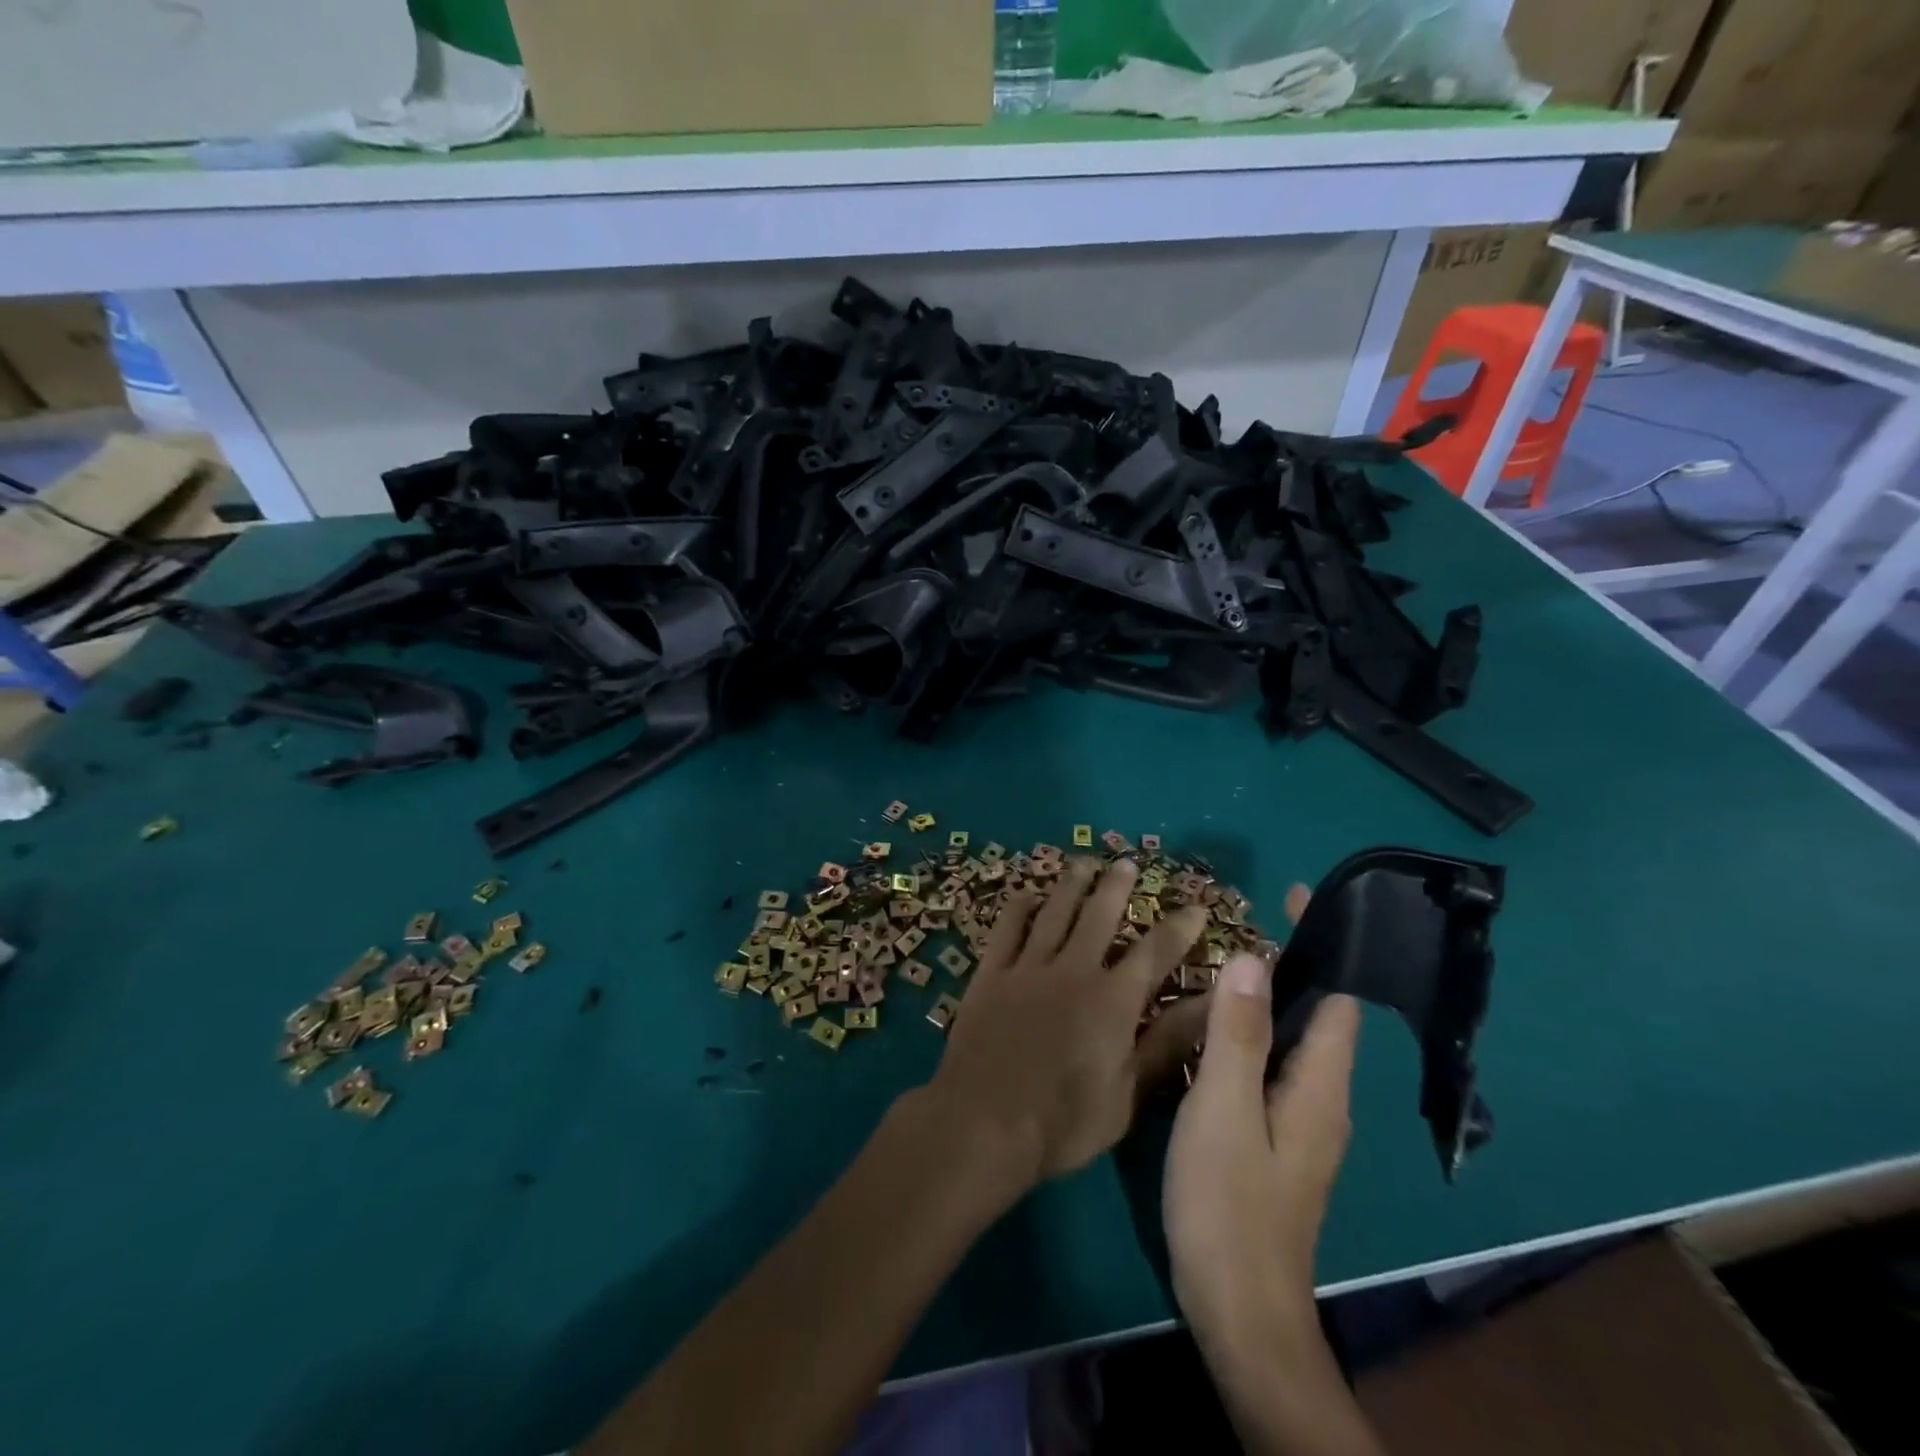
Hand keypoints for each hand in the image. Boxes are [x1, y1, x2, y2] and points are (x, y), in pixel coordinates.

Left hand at [914, 856, 1213, 1199]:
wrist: (983, 1122)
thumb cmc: (1064, 1121)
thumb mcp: (1129, 1094)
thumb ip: (1167, 1044)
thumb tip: (1211, 1004)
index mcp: (1112, 1000)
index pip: (1154, 952)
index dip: (1178, 928)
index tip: (1195, 905)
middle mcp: (1073, 970)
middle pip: (1099, 916)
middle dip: (1116, 886)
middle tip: (1126, 862)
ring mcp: (1027, 967)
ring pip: (1054, 912)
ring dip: (1071, 884)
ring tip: (1084, 861)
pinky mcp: (990, 974)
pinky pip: (1006, 929)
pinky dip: (1018, 908)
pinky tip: (1025, 894)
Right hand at [1164, 885, 1361, 1343]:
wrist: (1238, 1309)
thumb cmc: (1228, 1204)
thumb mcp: (1223, 1110)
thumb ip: (1238, 1035)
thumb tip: (1253, 958)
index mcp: (1320, 1086)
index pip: (1337, 998)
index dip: (1322, 944)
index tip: (1293, 896)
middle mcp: (1321, 1098)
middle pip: (1317, 1014)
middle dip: (1290, 961)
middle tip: (1240, 919)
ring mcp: (1298, 1121)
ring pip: (1290, 1039)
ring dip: (1265, 994)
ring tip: (1222, 958)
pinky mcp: (1274, 1138)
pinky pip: (1267, 1064)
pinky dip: (1247, 1030)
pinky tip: (1209, 1025)